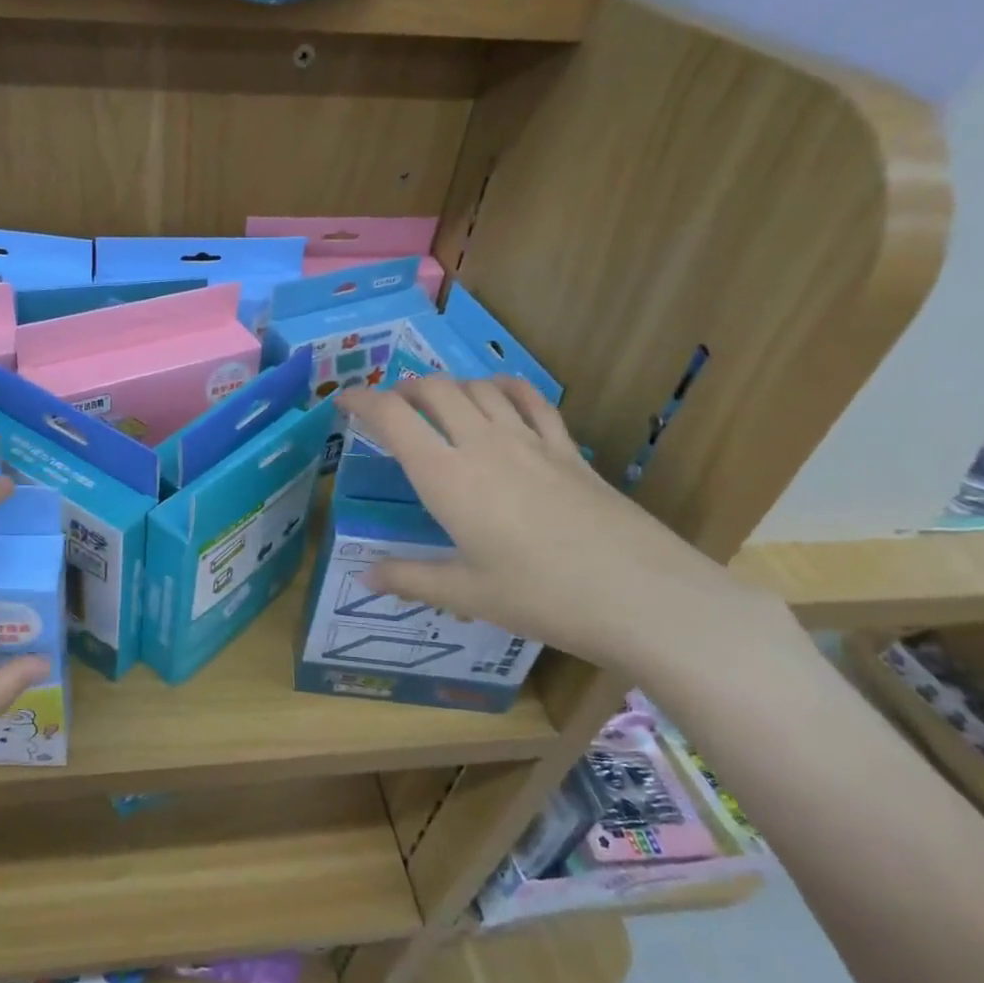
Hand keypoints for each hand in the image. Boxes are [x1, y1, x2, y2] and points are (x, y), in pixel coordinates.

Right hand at [336, 376, 786, 679]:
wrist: (639, 596)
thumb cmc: (540, 596)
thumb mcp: (465, 593)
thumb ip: (409, 578)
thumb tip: (363, 577)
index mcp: (446, 477)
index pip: (393, 417)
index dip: (362, 400)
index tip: (343, 401)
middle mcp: (482, 445)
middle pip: (435, 390)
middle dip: (404, 389)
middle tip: (390, 407)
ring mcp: (530, 441)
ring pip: (479, 388)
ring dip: (450, 386)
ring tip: (437, 403)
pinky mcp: (567, 449)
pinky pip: (531, 400)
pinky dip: (505, 387)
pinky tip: (498, 394)